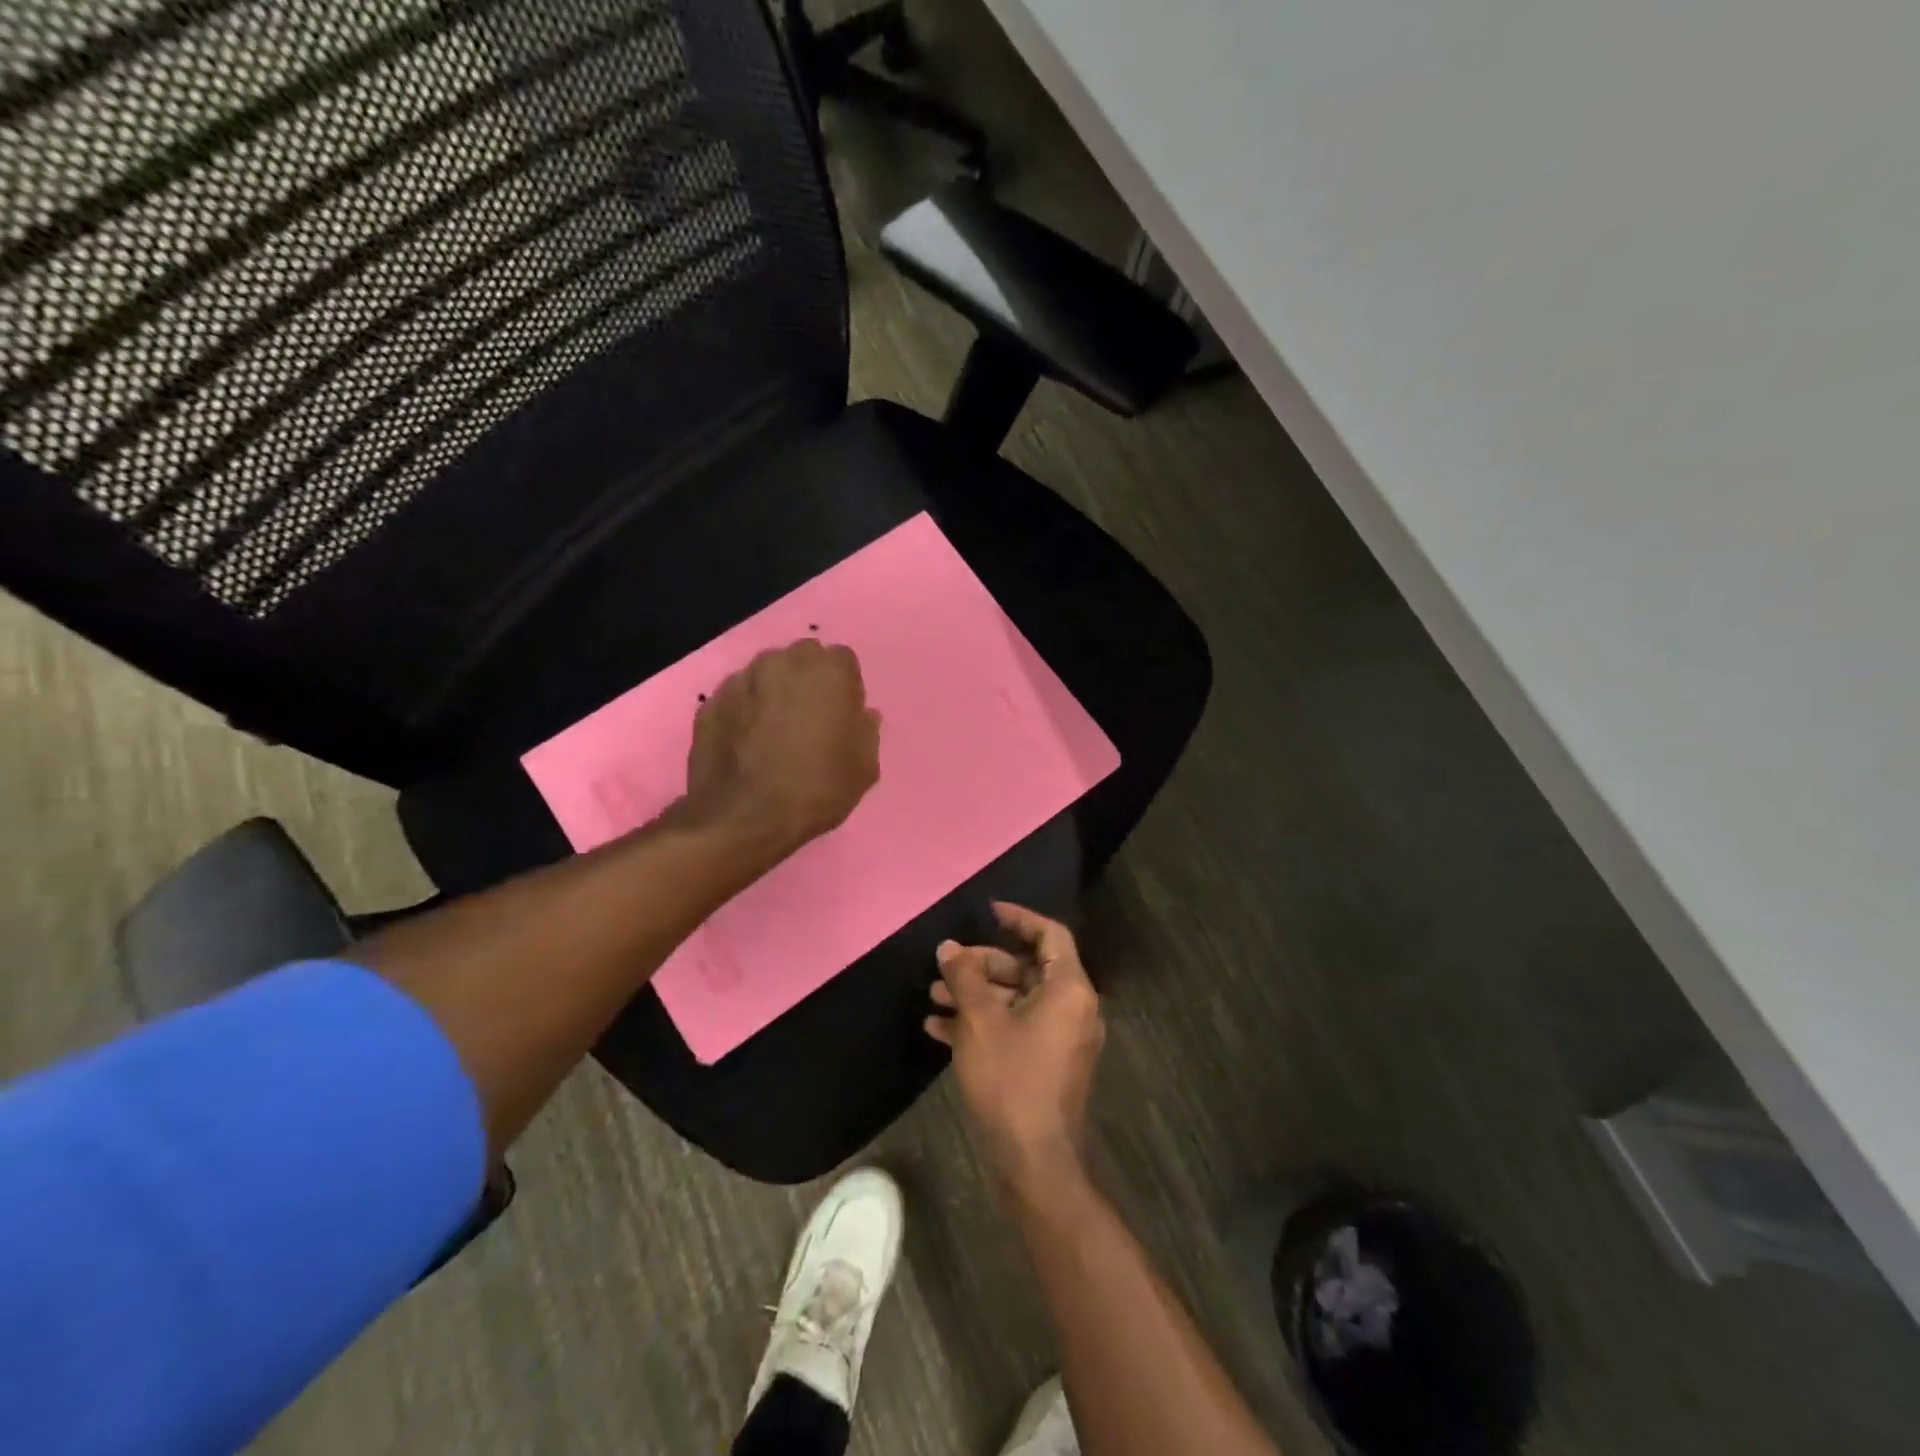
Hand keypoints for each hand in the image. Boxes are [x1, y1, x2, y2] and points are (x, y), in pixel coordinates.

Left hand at [685, 639, 881, 854]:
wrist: (743, 818)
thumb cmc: (816, 788)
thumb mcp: (863, 768)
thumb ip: (866, 732)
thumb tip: (862, 715)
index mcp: (828, 670)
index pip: (843, 662)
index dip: (845, 689)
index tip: (842, 717)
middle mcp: (783, 661)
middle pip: (802, 660)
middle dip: (808, 682)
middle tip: (810, 721)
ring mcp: (741, 679)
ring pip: (766, 675)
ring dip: (774, 693)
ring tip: (774, 733)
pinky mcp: (710, 702)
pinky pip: (738, 699)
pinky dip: (744, 712)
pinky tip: (747, 744)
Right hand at [926, 902, 1104, 1188]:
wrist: (1033, 1161)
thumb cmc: (1011, 1079)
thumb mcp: (980, 1021)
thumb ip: (965, 977)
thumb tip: (949, 947)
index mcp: (1069, 989)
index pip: (1050, 935)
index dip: (1019, 918)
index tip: (988, 911)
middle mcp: (1072, 1008)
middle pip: (1028, 968)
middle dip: (983, 964)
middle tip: (946, 965)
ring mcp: (1060, 1038)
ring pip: (1016, 1000)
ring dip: (976, 994)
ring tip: (933, 995)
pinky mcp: (1046, 1064)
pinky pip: (1015, 1028)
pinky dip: (983, 1023)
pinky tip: (938, 1028)